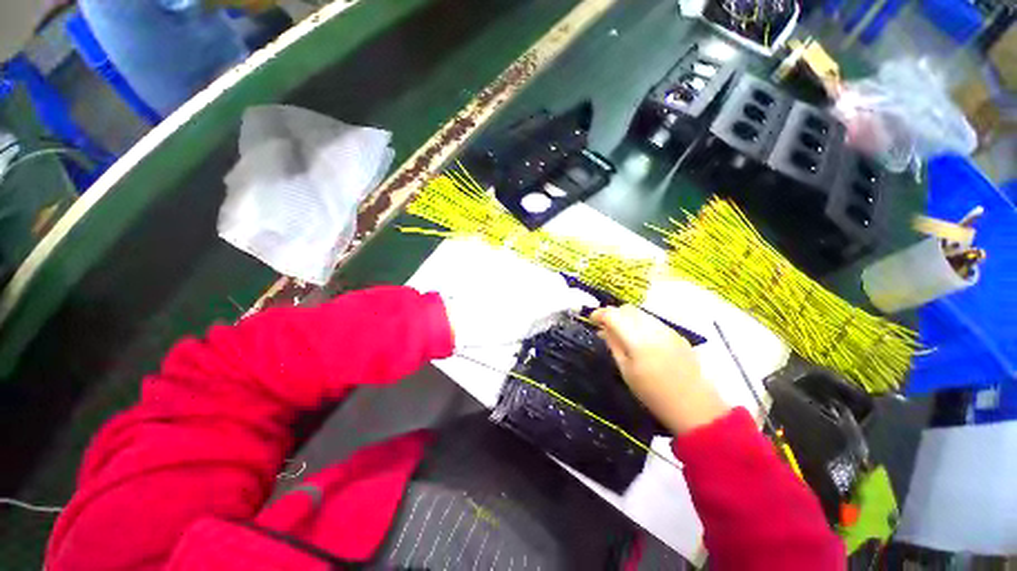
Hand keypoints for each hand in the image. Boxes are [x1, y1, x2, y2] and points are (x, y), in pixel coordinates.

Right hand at [591, 306, 729, 435]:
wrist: (695, 407)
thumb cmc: (653, 394)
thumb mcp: (626, 371)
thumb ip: (614, 345)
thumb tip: (603, 329)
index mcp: (637, 339)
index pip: (613, 315)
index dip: (599, 314)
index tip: (591, 320)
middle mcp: (653, 328)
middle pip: (627, 309)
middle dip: (613, 314)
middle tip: (605, 328)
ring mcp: (668, 330)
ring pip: (641, 313)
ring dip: (627, 318)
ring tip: (621, 333)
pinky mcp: (677, 335)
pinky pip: (653, 321)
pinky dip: (641, 324)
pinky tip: (640, 339)